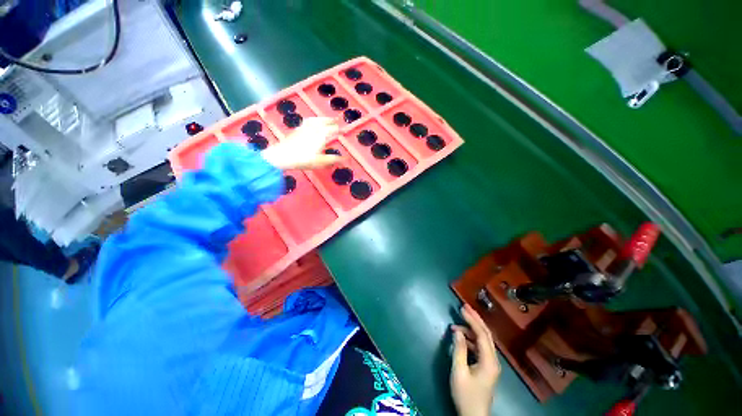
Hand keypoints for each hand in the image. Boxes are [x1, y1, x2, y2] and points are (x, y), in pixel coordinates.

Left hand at [261, 117, 341, 169]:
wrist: (282, 156)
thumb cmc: (303, 159)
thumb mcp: (321, 162)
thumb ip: (334, 159)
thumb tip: (345, 158)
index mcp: (321, 135)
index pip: (333, 129)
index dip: (339, 130)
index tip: (344, 130)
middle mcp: (313, 128)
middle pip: (324, 121)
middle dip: (331, 120)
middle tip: (337, 119)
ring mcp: (304, 128)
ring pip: (315, 119)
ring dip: (322, 118)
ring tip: (326, 119)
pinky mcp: (297, 130)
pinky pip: (307, 121)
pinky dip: (313, 120)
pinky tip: (311, 123)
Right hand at [450, 304, 500, 415]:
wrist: (473, 415)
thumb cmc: (466, 394)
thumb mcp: (459, 371)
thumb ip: (459, 350)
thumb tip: (457, 332)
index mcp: (489, 361)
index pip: (482, 334)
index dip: (472, 319)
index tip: (462, 308)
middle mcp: (493, 360)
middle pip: (486, 334)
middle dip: (475, 319)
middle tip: (464, 307)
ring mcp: (490, 364)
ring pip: (482, 340)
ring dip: (470, 330)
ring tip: (456, 325)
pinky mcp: (486, 367)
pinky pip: (479, 347)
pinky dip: (470, 339)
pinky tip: (460, 338)